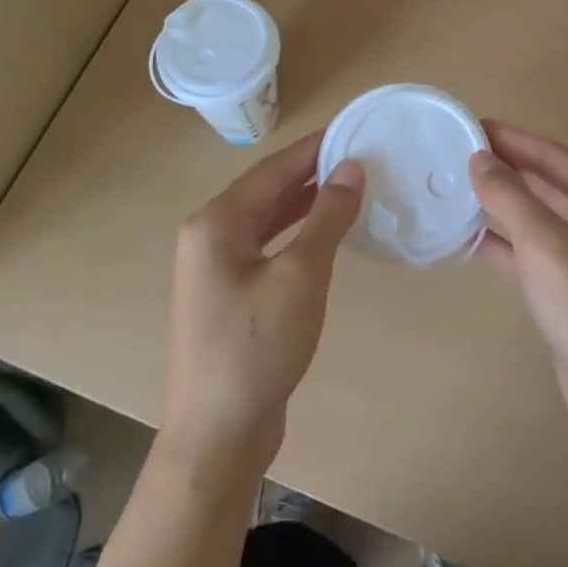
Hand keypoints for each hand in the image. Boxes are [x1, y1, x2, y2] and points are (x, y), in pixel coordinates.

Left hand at [158, 129, 363, 477]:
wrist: (217, 436)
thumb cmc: (257, 348)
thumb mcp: (301, 277)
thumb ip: (327, 217)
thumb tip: (352, 167)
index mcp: (216, 223)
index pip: (273, 169)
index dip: (314, 148)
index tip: (353, 130)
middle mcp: (208, 236)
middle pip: (266, 190)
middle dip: (311, 173)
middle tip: (359, 158)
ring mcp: (214, 268)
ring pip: (266, 219)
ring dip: (304, 203)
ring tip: (348, 187)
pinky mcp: (226, 295)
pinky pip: (265, 247)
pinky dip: (294, 234)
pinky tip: (322, 235)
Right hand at [470, 121, 567, 449]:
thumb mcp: (548, 246)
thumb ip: (512, 197)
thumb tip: (480, 158)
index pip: (552, 154)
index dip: (510, 138)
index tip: (468, 123)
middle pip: (546, 181)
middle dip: (504, 168)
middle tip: (455, 153)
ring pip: (538, 217)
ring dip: (501, 204)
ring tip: (455, 189)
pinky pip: (534, 251)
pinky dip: (504, 242)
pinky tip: (469, 238)